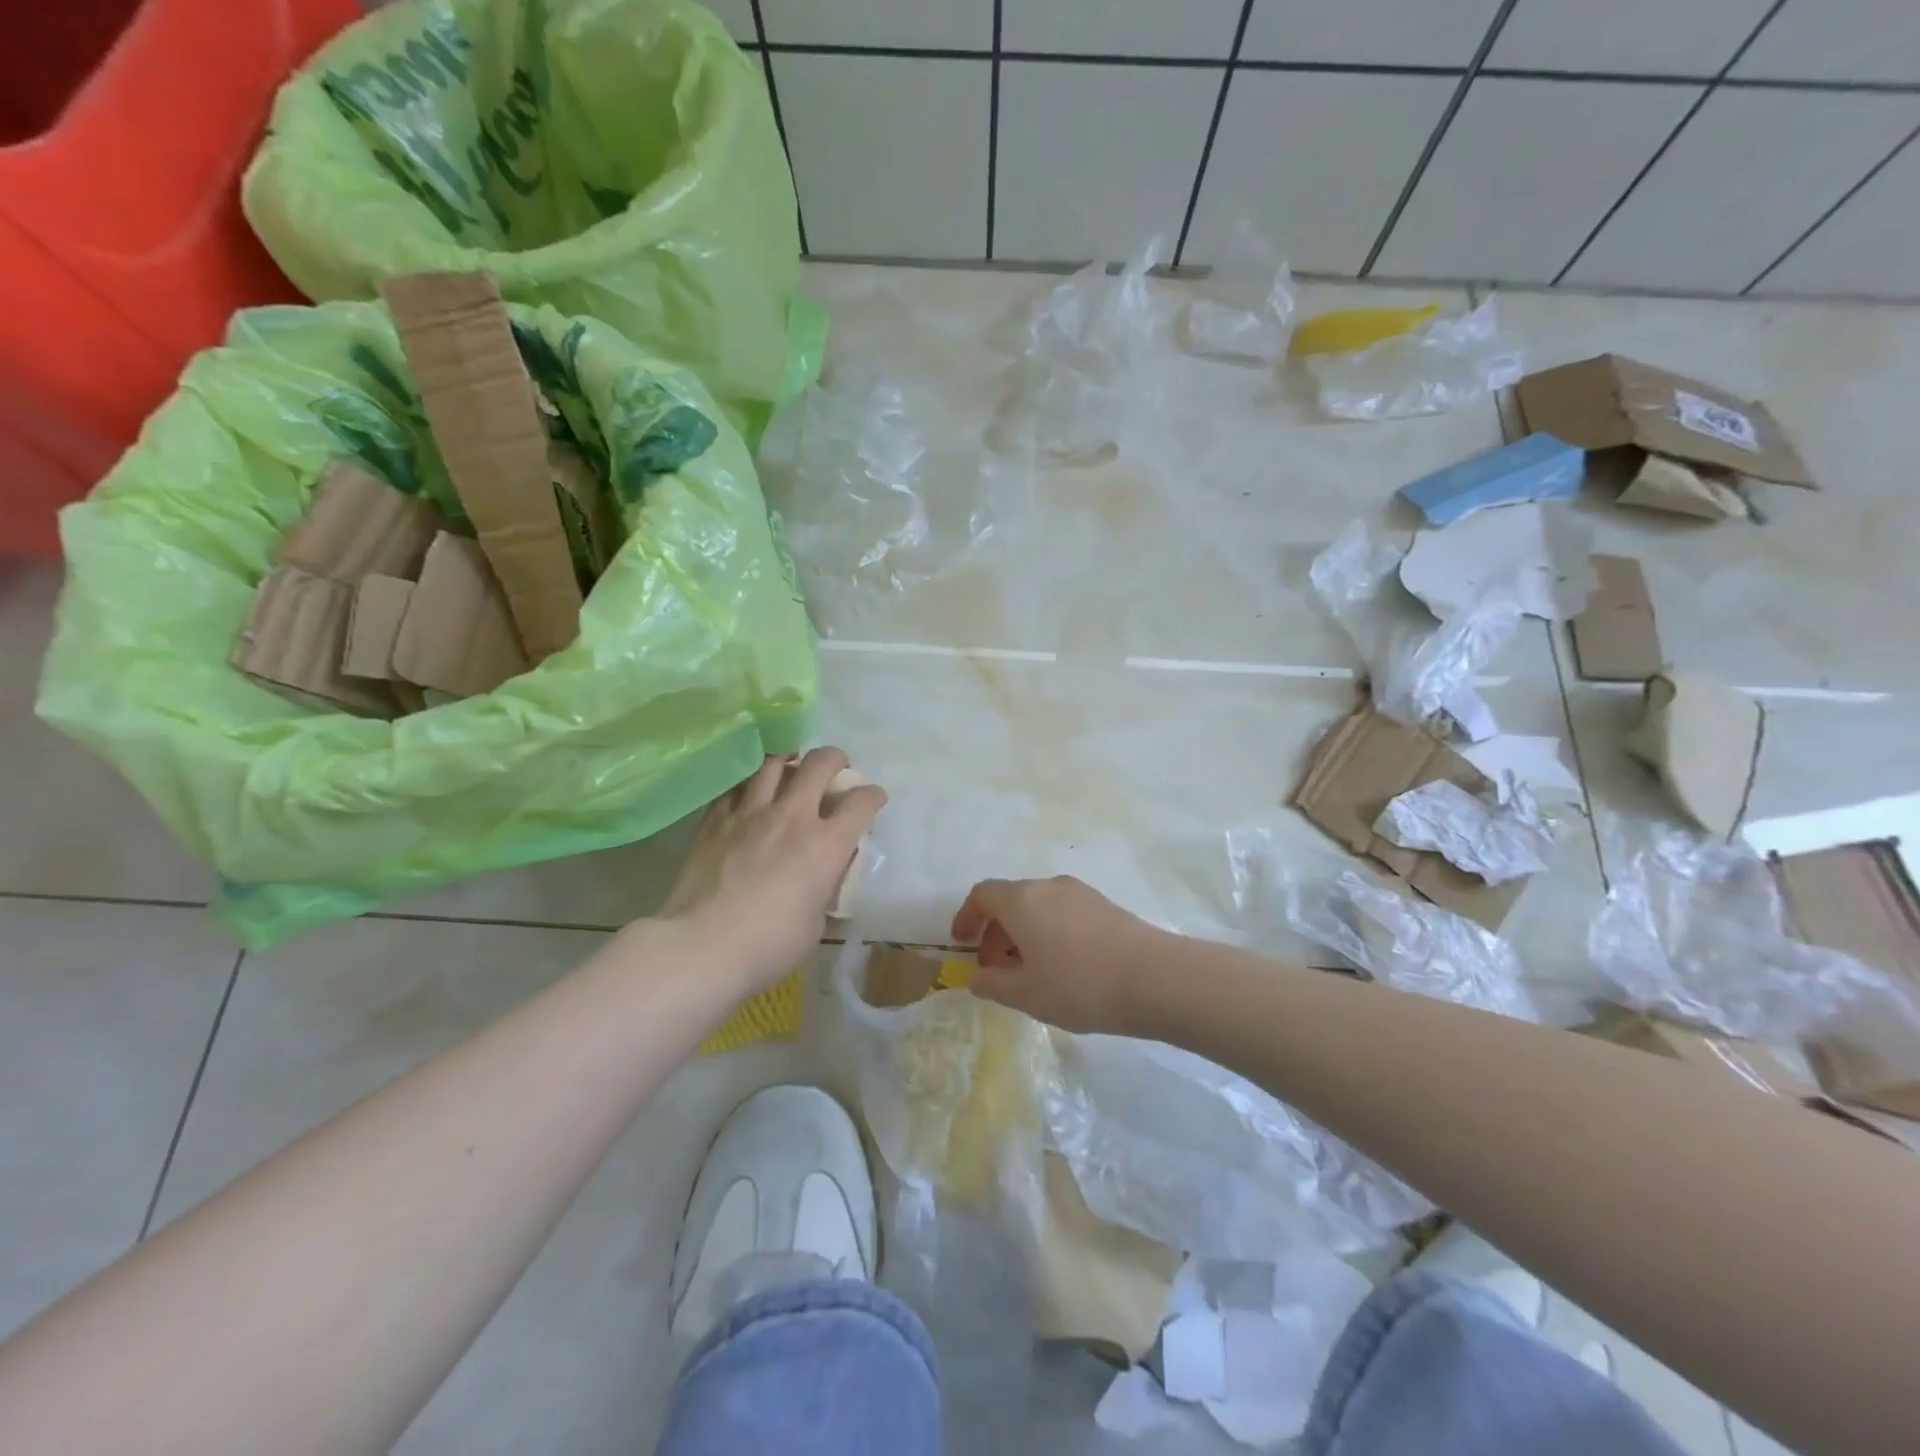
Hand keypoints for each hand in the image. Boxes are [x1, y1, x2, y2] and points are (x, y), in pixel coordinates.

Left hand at [659, 748, 885, 992]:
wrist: (701, 946)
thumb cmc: (768, 945)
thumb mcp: (815, 922)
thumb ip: (822, 888)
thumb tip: (819, 878)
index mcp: (826, 844)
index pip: (861, 802)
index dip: (873, 796)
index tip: (874, 799)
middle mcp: (792, 816)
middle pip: (819, 763)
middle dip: (835, 759)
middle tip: (835, 768)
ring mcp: (750, 813)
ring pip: (773, 762)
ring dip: (789, 760)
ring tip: (790, 768)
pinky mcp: (715, 819)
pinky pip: (736, 786)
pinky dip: (750, 784)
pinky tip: (750, 793)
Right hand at [950, 876, 1167, 1034]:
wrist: (1156, 979)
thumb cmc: (1080, 985)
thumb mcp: (1027, 995)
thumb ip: (994, 984)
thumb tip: (978, 977)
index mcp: (1023, 900)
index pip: (983, 894)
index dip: (967, 917)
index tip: (963, 944)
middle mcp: (1049, 886)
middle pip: (1011, 900)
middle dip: (996, 932)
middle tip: (997, 970)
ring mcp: (1080, 892)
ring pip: (1039, 906)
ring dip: (1024, 933)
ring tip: (1032, 973)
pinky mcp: (1105, 905)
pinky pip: (1063, 912)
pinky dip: (1049, 932)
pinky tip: (1064, 967)